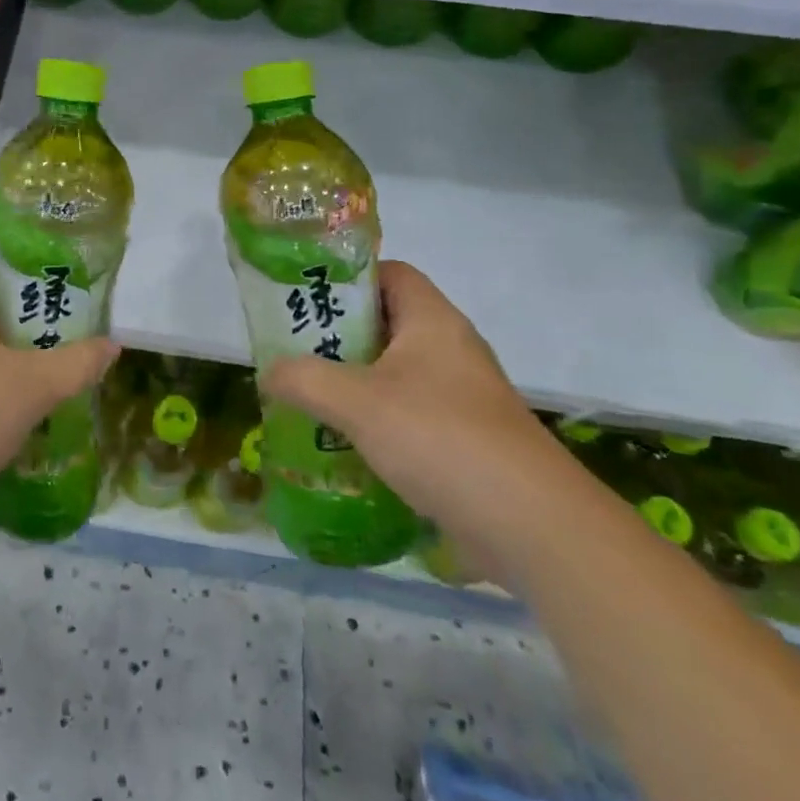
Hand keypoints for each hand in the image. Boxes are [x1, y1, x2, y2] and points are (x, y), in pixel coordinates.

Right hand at [262, 261, 561, 573]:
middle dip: (338, 335)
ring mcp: (462, 397)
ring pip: (395, 373)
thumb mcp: (357, 402)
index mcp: (433, 321)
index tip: (304, 297)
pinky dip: (376, 422)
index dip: (347, 277)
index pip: (390, 272)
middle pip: (386, 323)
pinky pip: (409, 415)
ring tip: (307, 396)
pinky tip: (343, 444)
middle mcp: (450, 349)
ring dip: (353, 383)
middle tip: (293, 350)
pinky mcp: (465, 440)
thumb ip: (304, 380)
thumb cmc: (441, 438)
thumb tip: (267, 372)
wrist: (532, 528)